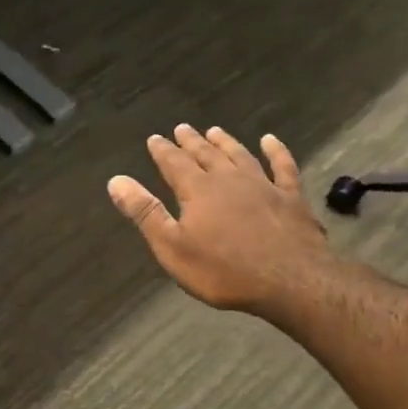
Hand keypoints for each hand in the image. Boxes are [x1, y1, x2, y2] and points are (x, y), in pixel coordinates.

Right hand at [108, 125, 332, 313]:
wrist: (289, 280)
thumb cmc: (224, 270)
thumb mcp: (172, 247)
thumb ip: (145, 213)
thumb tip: (116, 181)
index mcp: (198, 190)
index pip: (174, 163)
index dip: (162, 151)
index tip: (154, 138)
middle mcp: (229, 179)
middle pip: (206, 154)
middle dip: (191, 142)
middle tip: (182, 128)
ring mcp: (264, 185)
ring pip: (240, 155)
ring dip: (226, 142)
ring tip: (215, 131)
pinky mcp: (291, 197)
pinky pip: (282, 166)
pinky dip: (276, 151)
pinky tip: (270, 141)